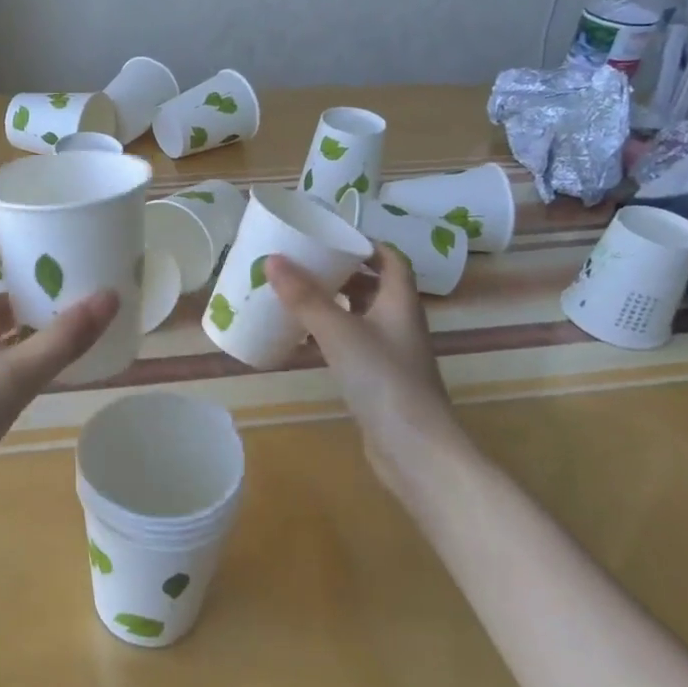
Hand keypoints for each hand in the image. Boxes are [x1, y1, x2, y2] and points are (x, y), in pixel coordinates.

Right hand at [265, 246, 462, 488]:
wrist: (414, 449)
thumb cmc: (383, 380)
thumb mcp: (339, 332)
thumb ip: (305, 297)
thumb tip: (272, 260)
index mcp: (399, 303)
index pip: (391, 260)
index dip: (366, 244)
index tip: (332, 237)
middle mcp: (400, 323)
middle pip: (374, 287)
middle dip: (342, 273)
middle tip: (305, 264)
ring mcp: (391, 354)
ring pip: (361, 317)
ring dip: (333, 305)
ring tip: (297, 296)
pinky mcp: (379, 381)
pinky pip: (352, 346)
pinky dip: (329, 337)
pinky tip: (302, 342)